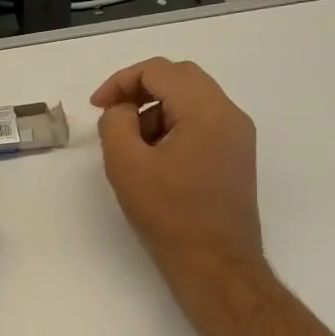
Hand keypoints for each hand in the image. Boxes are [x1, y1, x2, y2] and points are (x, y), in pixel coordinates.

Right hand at [92, 58, 263, 287]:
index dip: (121, 81)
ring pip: (191, 99)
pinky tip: (155, 157)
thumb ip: (116, 122)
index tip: (97, 106)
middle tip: (112, 114)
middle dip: (140, 89)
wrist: (216, 264)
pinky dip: (173, 125)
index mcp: (206, 111)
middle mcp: (229, 115)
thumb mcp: (126, 164)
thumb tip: (123, 110)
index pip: (160, 71)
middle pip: (180, 78)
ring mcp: (237, 136)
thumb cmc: (169, 214)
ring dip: (156, 109)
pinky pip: (201, 122)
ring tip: (132, 143)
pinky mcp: (235, 156)